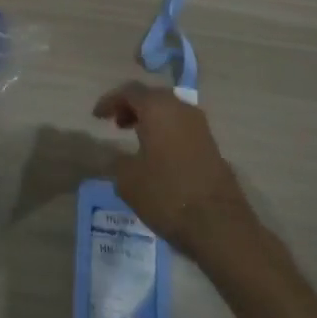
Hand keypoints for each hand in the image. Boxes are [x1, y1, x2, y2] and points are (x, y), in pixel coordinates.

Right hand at [93, 81, 257, 258]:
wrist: (219, 225)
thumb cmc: (166, 195)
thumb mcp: (128, 180)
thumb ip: (118, 161)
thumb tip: (121, 156)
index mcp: (157, 109)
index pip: (129, 92)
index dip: (110, 101)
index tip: (97, 117)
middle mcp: (181, 109)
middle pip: (152, 97)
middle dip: (132, 107)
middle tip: (116, 123)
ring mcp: (200, 127)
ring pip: (169, 111)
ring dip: (150, 119)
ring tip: (136, 138)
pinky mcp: (212, 146)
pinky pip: (182, 128)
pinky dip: (166, 132)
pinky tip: (158, 154)